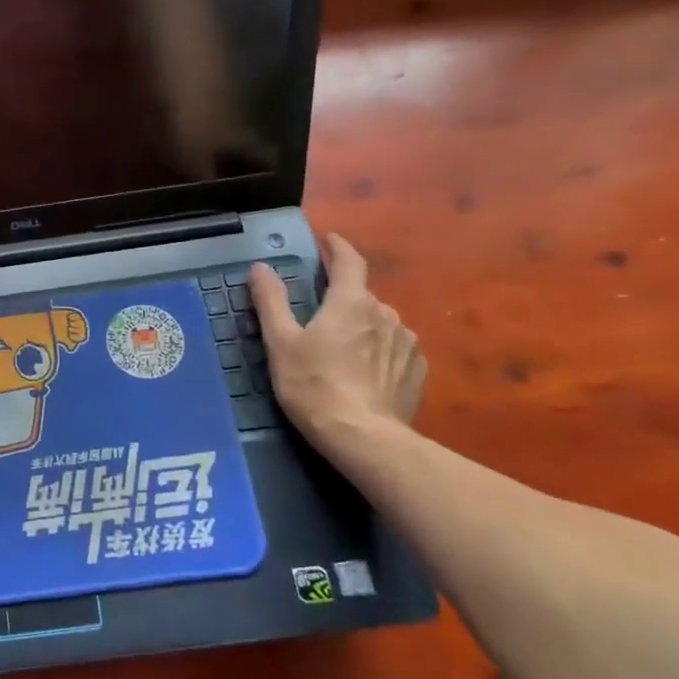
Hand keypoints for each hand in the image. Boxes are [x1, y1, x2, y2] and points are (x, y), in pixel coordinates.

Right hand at [247, 234, 426, 449]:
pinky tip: (365, 374)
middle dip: (342, 300)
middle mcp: (385, 313)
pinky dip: (380, 352)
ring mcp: (407, 343)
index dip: (338, 247)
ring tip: (342, 352)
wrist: (363, 438)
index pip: (349, 261)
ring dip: (362, 328)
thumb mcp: (280, 343)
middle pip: (361, 296)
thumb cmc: (313, 385)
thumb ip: (271, 301)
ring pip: (380, 323)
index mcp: (351, 302)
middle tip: (319, 319)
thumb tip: (261, 267)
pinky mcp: (417, 371)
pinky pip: (395, 350)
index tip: (328, 240)